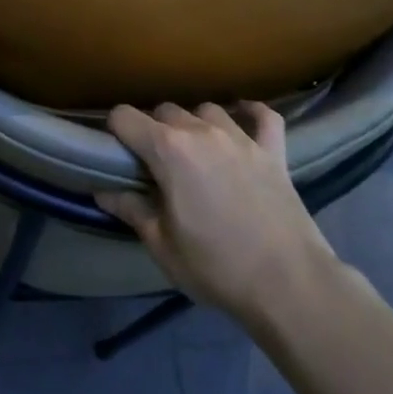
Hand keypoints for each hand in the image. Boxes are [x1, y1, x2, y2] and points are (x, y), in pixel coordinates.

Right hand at [97, 102, 334, 323]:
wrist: (289, 284)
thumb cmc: (216, 266)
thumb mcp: (162, 245)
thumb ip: (131, 209)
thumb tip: (103, 191)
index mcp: (168, 150)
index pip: (125, 116)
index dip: (114, 130)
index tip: (116, 152)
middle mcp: (202, 130)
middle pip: (164, 110)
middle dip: (153, 129)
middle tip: (154, 163)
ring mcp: (241, 137)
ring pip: (207, 109)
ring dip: (195, 123)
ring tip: (195, 150)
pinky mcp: (273, 151)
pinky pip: (263, 116)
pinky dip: (250, 113)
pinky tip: (243, 119)